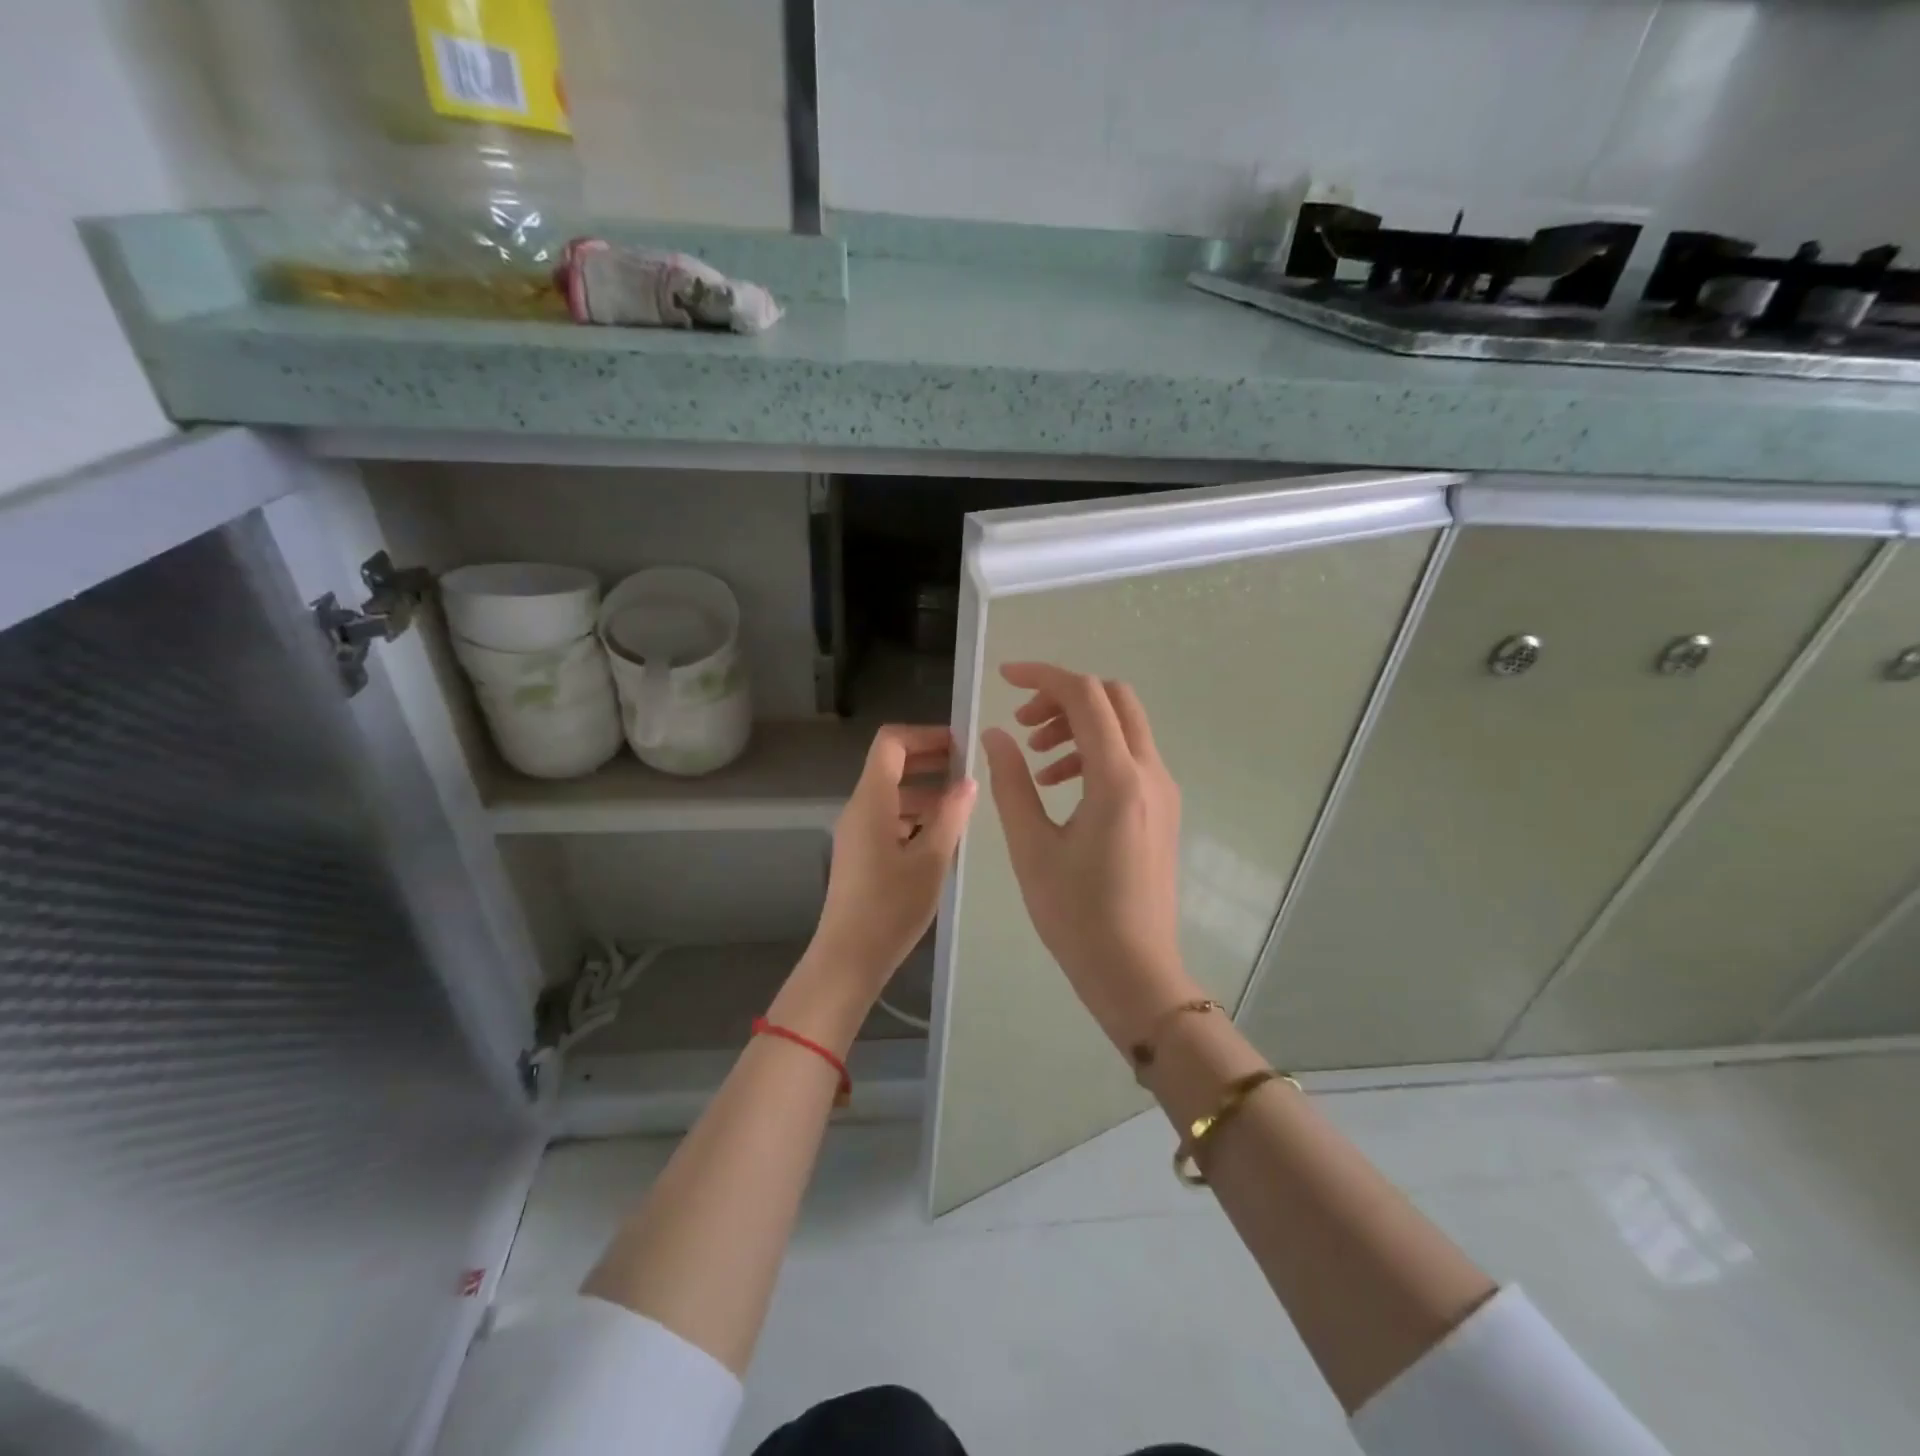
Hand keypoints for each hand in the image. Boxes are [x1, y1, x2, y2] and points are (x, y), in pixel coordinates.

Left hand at [776, 726, 976, 1047]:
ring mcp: (857, 831)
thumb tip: (968, 781)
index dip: (925, 735)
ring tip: (964, 807)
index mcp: (871, 800)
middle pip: (891, 765)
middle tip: (970, 771)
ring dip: (926, 792)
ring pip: (892, 794)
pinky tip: (943, 837)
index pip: (891, 742)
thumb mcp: (931, 860)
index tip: (960, 746)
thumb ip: (951, 816)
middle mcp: (859, 808)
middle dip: (930, 761)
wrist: (849, 958)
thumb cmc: (891, 907)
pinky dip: (915, 816)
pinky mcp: (861, 853)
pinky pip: (889, 818)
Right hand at [979, 664, 1195, 1048]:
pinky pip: (1130, 757)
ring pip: (1124, 726)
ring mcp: (1163, 790)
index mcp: (1117, 778)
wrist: (1135, 971)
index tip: (1004, 679)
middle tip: (1023, 725)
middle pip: (1114, 699)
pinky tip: (1060, 785)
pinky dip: (1094, 752)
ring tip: (1035, 760)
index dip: (1043, 677)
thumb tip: (997, 735)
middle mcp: (1150, 773)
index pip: (1085, 696)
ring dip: (1079, 725)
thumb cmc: (1076, 915)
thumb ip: (1011, 782)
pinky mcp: (1163, 808)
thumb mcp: (1031, 846)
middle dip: (1064, 697)